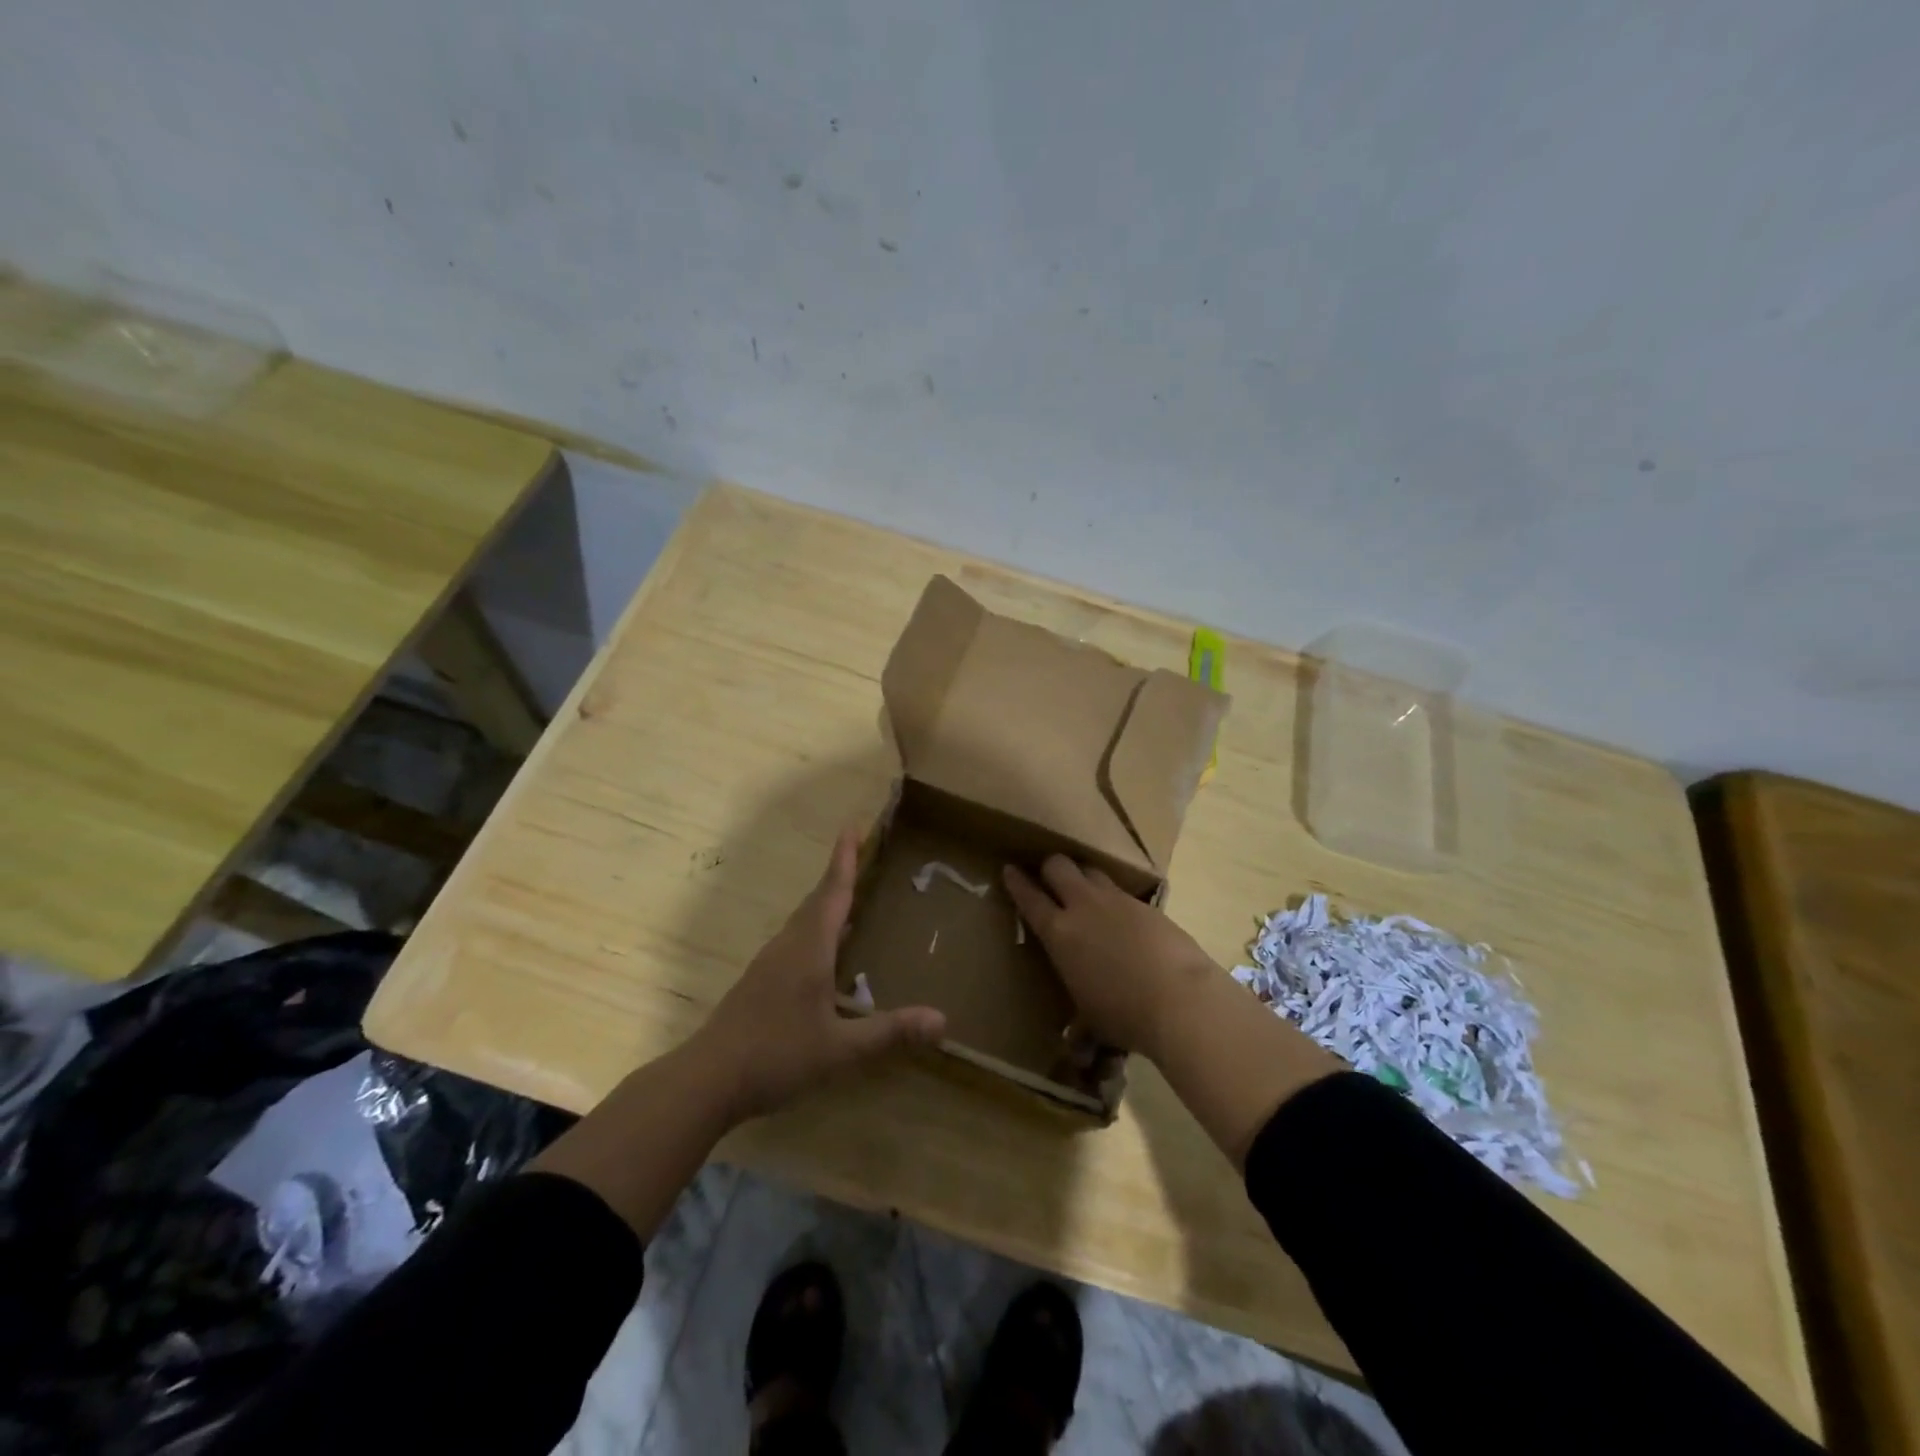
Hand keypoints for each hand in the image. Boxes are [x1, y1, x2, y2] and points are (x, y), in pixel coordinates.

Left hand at [692, 828, 946, 1123]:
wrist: (707, 1079)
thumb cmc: (776, 1055)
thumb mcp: (840, 1049)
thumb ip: (889, 1032)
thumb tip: (942, 1020)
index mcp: (809, 949)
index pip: (832, 893)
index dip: (844, 860)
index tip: (852, 826)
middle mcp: (788, 947)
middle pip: (816, 902)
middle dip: (838, 877)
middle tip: (859, 856)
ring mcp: (769, 964)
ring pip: (802, 922)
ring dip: (825, 904)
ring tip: (849, 900)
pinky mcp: (759, 983)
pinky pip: (794, 941)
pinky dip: (815, 931)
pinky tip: (824, 953)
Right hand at [1003, 856, 1219, 1060]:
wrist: (1180, 999)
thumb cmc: (1124, 1015)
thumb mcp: (1092, 1022)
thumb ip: (1079, 1026)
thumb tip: (1076, 1045)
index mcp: (1059, 933)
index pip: (1029, 898)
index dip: (1016, 882)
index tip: (1009, 869)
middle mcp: (1084, 906)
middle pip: (1058, 865)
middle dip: (1050, 868)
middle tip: (1049, 878)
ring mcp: (1117, 901)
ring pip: (1091, 870)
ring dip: (1083, 877)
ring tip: (1085, 892)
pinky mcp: (1147, 905)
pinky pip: (1122, 893)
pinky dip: (1115, 901)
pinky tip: (1123, 920)